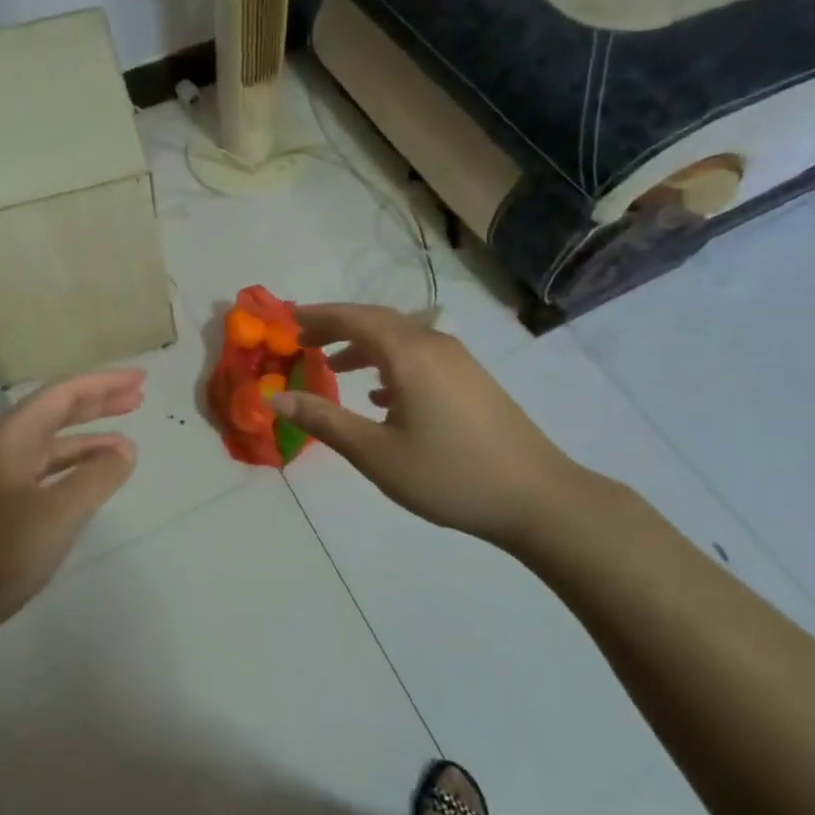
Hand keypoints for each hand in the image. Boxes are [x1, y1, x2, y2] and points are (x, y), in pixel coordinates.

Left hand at [0, 370, 144, 650]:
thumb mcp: (58, 512)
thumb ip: (96, 476)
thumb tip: (125, 449)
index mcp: (12, 435)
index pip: (64, 393)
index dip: (105, 383)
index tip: (141, 379)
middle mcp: (4, 447)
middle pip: (57, 412)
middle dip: (99, 402)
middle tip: (138, 396)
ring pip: (52, 445)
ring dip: (89, 439)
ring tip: (126, 441)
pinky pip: (46, 473)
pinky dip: (74, 469)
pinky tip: (91, 482)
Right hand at [272, 303, 601, 546]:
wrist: (538, 498)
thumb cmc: (449, 475)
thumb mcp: (376, 454)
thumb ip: (324, 420)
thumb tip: (275, 397)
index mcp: (408, 354)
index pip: (353, 318)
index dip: (317, 317)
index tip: (287, 321)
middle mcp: (433, 345)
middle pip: (376, 321)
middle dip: (337, 327)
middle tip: (303, 341)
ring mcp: (458, 360)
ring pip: (400, 338)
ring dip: (364, 345)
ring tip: (334, 367)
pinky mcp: (472, 379)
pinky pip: (419, 355)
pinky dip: (390, 362)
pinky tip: (381, 395)